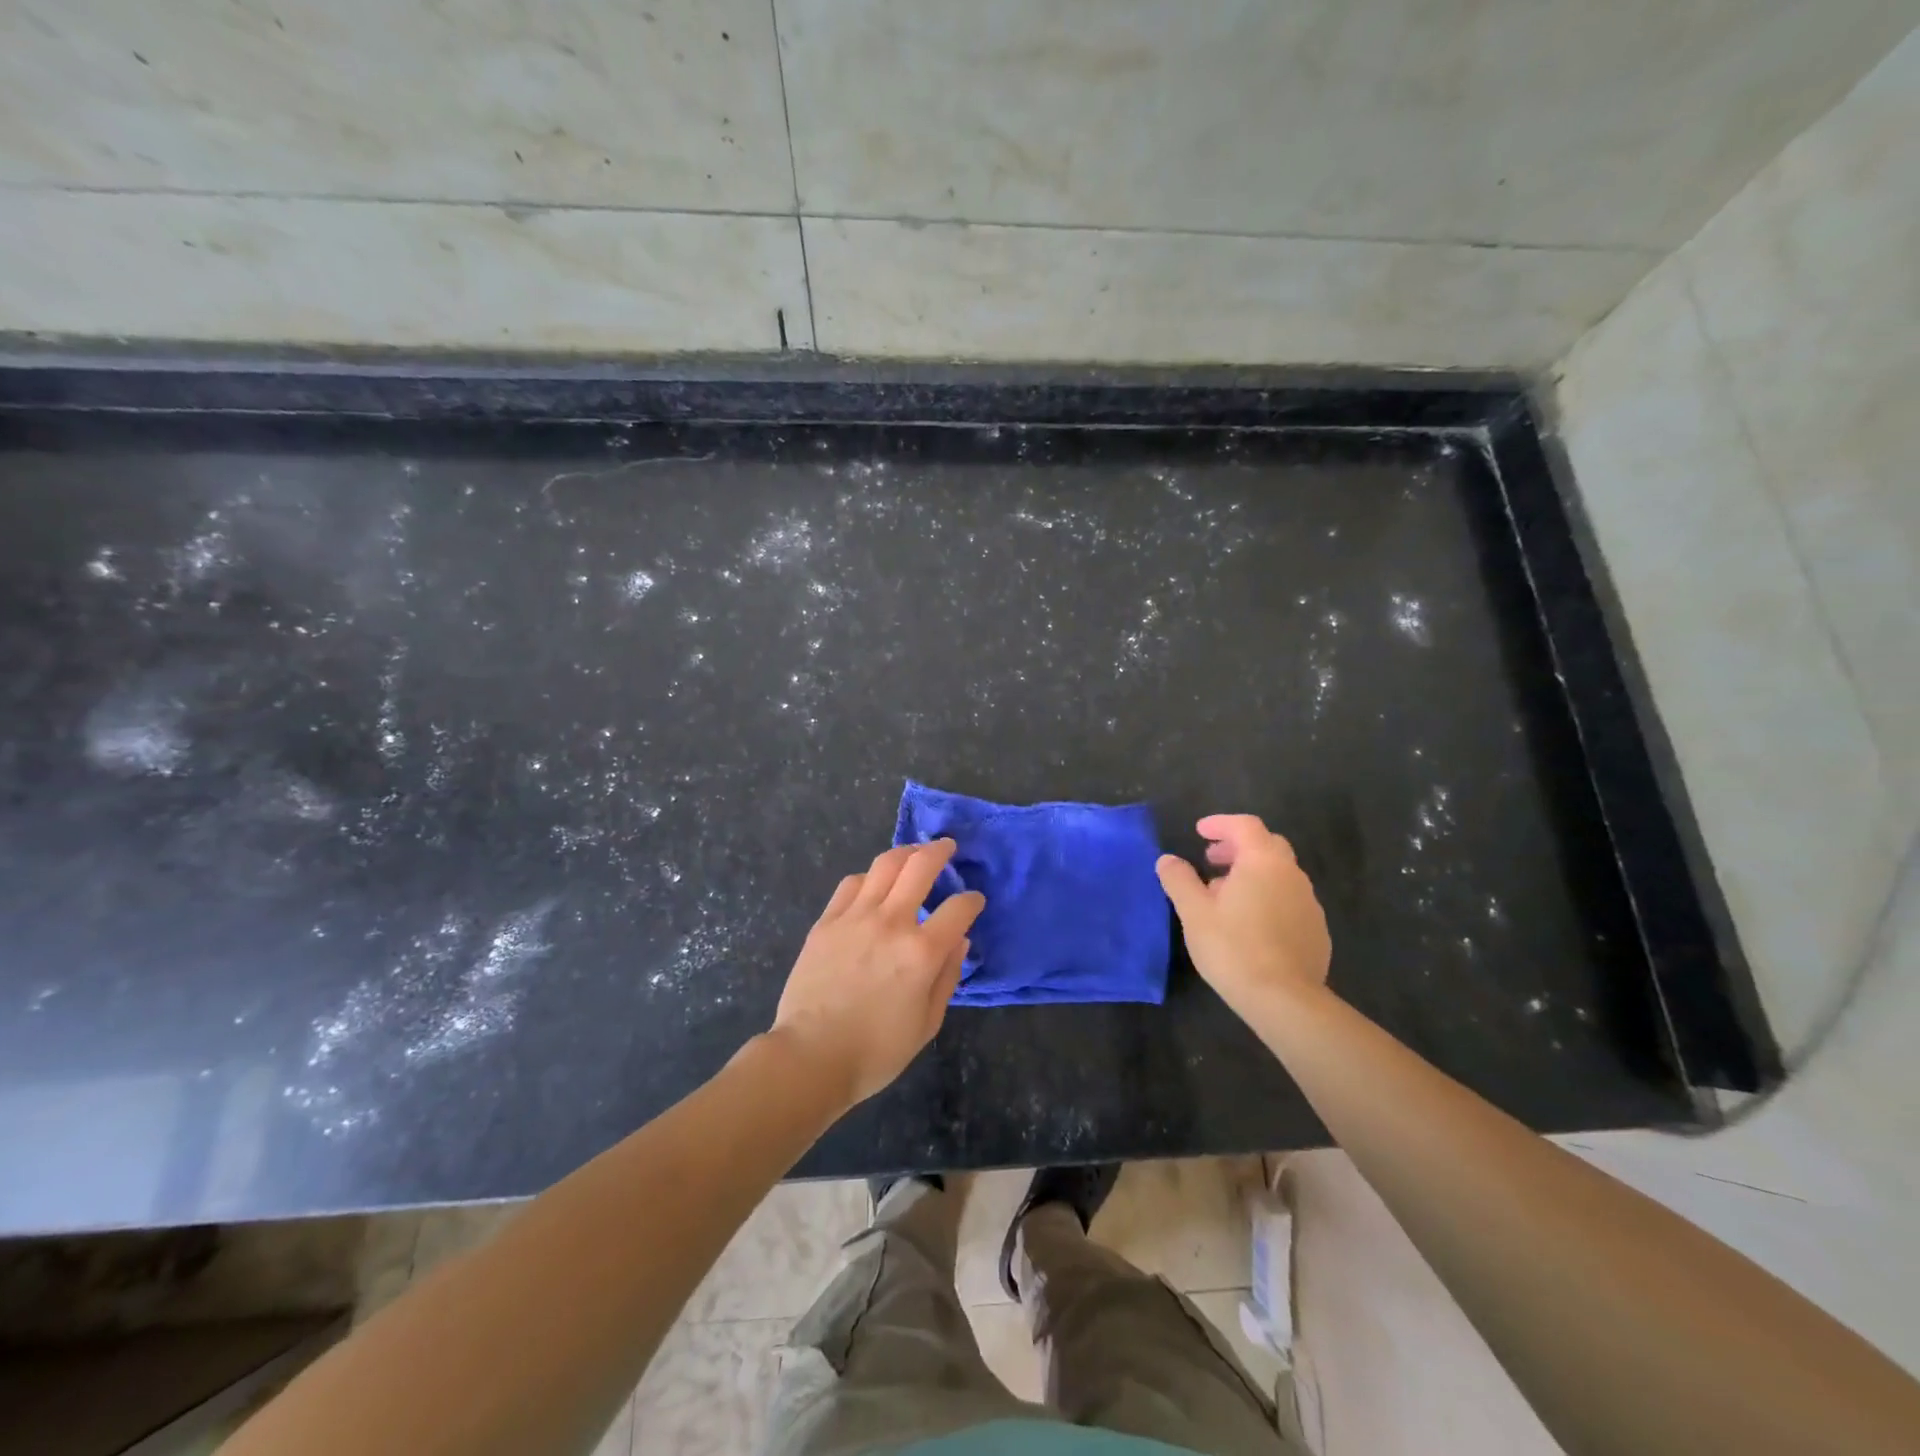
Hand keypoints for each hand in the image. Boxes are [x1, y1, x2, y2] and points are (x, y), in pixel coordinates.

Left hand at [770, 839, 984, 1109]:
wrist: (811, 1056)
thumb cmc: (876, 1050)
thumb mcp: (927, 1023)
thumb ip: (947, 977)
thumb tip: (958, 941)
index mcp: (922, 952)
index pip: (958, 909)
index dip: (971, 901)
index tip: (973, 902)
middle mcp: (891, 922)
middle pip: (921, 866)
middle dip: (940, 851)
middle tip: (947, 847)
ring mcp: (855, 917)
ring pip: (885, 865)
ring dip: (905, 853)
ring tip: (913, 853)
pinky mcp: (827, 921)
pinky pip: (852, 884)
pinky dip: (870, 878)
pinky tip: (874, 884)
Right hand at [1156, 814, 1330, 1019]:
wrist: (1284, 1000)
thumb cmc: (1233, 947)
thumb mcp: (1194, 912)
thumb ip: (1179, 880)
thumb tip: (1167, 860)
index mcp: (1263, 862)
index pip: (1245, 826)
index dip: (1221, 824)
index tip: (1200, 832)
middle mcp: (1292, 875)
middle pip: (1267, 845)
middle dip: (1238, 847)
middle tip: (1212, 860)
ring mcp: (1309, 903)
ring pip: (1280, 874)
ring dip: (1253, 874)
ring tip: (1226, 896)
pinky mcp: (1317, 931)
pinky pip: (1289, 900)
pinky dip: (1268, 897)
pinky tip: (1250, 924)